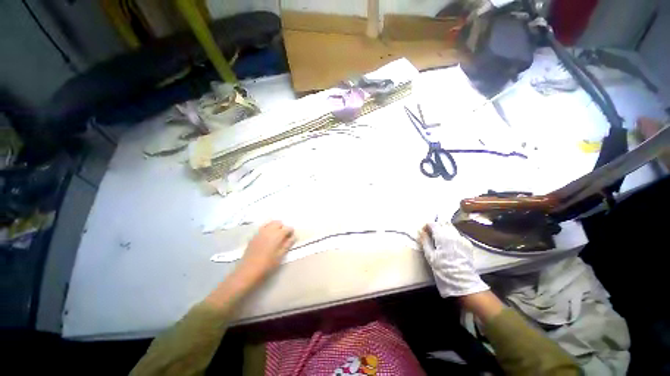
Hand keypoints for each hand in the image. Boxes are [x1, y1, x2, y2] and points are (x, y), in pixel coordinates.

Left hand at [236, 221, 296, 283]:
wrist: (248, 271)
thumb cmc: (267, 265)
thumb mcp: (280, 256)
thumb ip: (287, 244)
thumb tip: (293, 237)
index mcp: (277, 235)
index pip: (287, 228)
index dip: (291, 232)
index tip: (291, 237)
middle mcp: (269, 230)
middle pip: (278, 223)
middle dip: (283, 227)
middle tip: (284, 236)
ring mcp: (260, 232)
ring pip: (270, 223)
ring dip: (275, 227)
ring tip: (276, 236)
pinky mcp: (254, 236)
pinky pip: (263, 227)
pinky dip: (267, 228)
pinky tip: (267, 237)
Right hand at [420, 222, 488, 297]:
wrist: (462, 282)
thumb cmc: (443, 269)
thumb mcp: (430, 256)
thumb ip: (425, 241)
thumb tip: (421, 231)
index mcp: (442, 237)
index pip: (433, 224)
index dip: (427, 226)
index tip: (423, 231)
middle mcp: (453, 235)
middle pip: (443, 223)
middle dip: (436, 226)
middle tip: (431, 234)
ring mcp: (462, 239)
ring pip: (451, 227)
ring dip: (444, 229)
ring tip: (439, 238)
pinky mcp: (467, 244)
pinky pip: (457, 234)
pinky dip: (451, 235)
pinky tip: (449, 244)